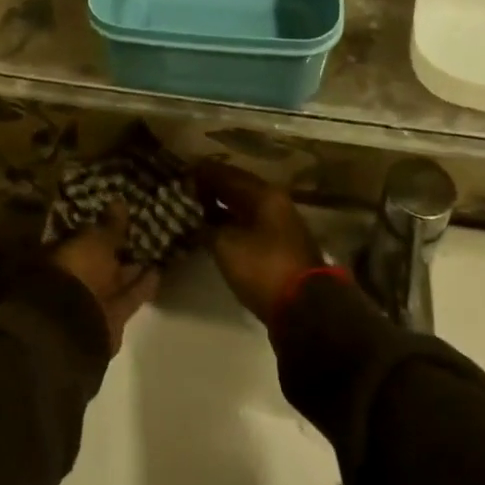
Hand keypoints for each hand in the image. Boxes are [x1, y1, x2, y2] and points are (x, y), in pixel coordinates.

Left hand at [51, 204, 159, 353]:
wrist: (76, 326)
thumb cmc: (79, 271)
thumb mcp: (96, 240)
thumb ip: (110, 224)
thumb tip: (119, 201)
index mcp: (65, 253)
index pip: (83, 235)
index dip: (100, 225)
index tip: (118, 214)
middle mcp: (78, 275)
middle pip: (101, 258)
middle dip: (117, 246)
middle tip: (141, 228)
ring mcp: (95, 297)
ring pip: (117, 277)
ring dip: (133, 265)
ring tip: (156, 247)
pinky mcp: (114, 315)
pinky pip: (131, 295)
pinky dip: (144, 284)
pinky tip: (159, 270)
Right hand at [194, 162, 323, 324]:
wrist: (305, 312)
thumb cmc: (264, 268)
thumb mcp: (226, 245)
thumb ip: (206, 226)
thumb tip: (191, 216)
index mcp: (264, 194)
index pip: (226, 174)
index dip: (201, 173)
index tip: (179, 175)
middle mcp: (274, 203)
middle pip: (237, 188)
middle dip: (210, 189)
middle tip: (183, 192)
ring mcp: (279, 226)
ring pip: (243, 208)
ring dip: (220, 208)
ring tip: (193, 211)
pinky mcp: (279, 248)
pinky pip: (249, 226)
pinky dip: (230, 225)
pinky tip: (213, 232)